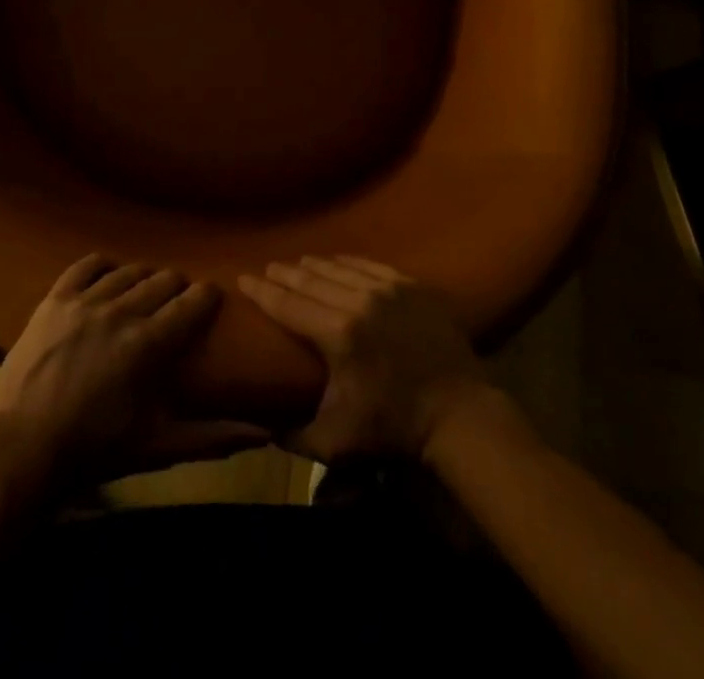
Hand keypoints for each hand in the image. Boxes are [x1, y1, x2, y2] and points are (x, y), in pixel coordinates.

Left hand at [0, 255, 268, 481]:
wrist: (25, 445)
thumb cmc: (96, 448)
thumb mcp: (159, 446)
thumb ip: (212, 437)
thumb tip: (264, 435)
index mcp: (149, 344)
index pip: (190, 305)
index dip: (205, 296)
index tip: (211, 295)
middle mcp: (121, 311)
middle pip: (161, 281)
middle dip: (176, 286)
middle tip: (178, 298)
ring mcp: (85, 301)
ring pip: (127, 272)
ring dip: (143, 277)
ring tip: (146, 288)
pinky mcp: (55, 299)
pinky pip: (85, 266)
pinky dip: (102, 266)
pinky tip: (109, 273)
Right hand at [239, 255, 489, 462]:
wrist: (461, 415)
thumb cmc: (395, 429)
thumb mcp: (338, 442)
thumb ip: (295, 437)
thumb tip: (262, 428)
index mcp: (338, 334)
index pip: (287, 304)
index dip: (261, 290)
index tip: (242, 278)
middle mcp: (359, 301)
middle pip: (309, 279)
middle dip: (283, 273)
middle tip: (267, 269)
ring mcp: (389, 289)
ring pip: (339, 267)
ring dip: (313, 265)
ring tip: (297, 264)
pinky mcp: (411, 286)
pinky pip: (371, 264)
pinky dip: (348, 262)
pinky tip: (338, 261)